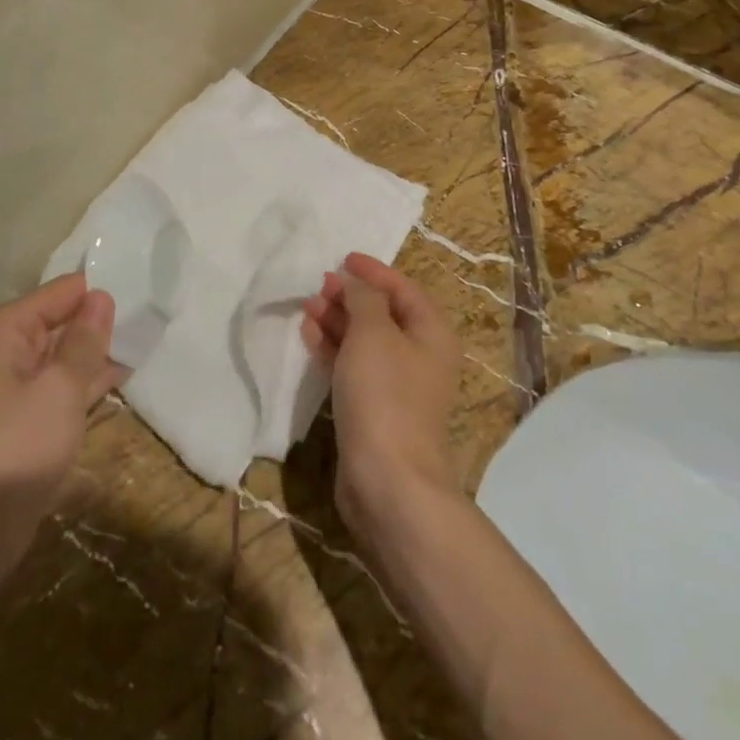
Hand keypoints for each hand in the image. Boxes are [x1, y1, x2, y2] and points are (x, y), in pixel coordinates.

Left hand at [0, 273, 123, 535]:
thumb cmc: (16, 449)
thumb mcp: (60, 389)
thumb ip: (85, 340)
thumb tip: (102, 297)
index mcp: (2, 330)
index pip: (61, 292)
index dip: (99, 294)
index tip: (143, 294)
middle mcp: (1, 348)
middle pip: (60, 319)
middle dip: (100, 322)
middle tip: (151, 317)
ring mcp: (9, 383)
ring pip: (62, 353)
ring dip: (97, 352)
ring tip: (145, 340)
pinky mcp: (20, 415)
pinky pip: (58, 382)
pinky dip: (86, 379)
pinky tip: (122, 374)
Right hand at [302, 252, 461, 538]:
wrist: (387, 481)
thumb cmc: (385, 394)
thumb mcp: (373, 332)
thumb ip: (364, 298)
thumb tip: (357, 282)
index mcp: (432, 333)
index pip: (403, 288)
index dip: (373, 271)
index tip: (343, 258)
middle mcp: (420, 356)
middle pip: (383, 314)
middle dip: (350, 296)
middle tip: (318, 285)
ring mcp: (398, 386)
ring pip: (365, 341)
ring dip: (337, 320)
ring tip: (308, 306)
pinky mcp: (375, 410)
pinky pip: (353, 367)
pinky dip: (333, 348)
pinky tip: (309, 335)